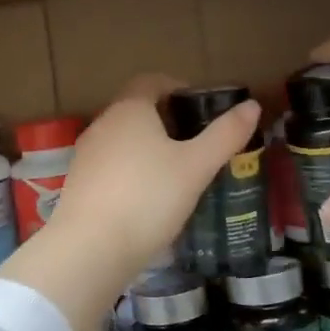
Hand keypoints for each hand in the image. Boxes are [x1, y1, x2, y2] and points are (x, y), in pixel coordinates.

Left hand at [48, 74, 261, 277]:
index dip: (177, 88)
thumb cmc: (149, 197)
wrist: (90, 249)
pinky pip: (110, 168)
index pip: (151, 81)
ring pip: (122, 141)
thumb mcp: (196, 166)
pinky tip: (147, 200)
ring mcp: (85, 155)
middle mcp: (102, 124)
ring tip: (175, 174)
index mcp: (130, 109)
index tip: (199, 108)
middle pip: (136, 110)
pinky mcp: (78, 185)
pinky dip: (130, 173)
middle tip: (195, 144)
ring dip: (147, 149)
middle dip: (165, 121)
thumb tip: (252, 106)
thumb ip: (225, 135)